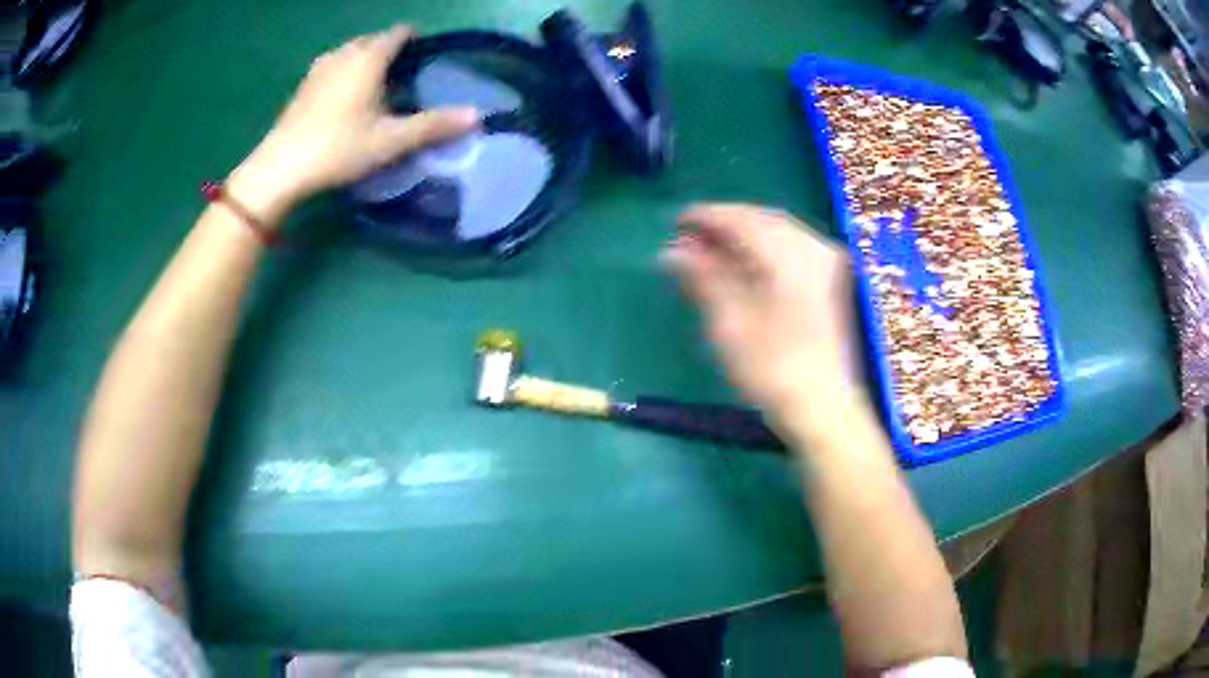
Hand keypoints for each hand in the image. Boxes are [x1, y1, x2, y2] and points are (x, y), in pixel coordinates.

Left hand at [228, 25, 478, 221]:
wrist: (279, 168)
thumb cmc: (337, 148)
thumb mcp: (390, 140)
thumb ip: (433, 125)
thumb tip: (477, 116)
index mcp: (368, 58)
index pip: (399, 33)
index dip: (416, 40)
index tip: (426, 58)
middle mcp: (343, 54)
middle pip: (374, 39)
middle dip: (391, 51)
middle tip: (404, 77)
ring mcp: (319, 68)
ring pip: (351, 52)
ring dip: (366, 61)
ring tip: (377, 87)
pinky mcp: (302, 86)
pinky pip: (333, 66)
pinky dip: (345, 73)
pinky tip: (345, 100)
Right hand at [663, 204, 858, 424]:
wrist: (824, 408)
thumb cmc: (773, 369)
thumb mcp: (729, 324)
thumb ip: (703, 278)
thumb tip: (672, 250)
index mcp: (790, 254)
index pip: (741, 219)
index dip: (706, 216)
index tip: (675, 221)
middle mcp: (813, 247)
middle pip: (762, 219)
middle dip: (725, 224)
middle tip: (690, 238)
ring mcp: (826, 263)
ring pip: (778, 232)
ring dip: (744, 235)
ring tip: (712, 251)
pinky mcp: (830, 281)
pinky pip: (792, 247)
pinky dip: (764, 249)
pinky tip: (744, 264)